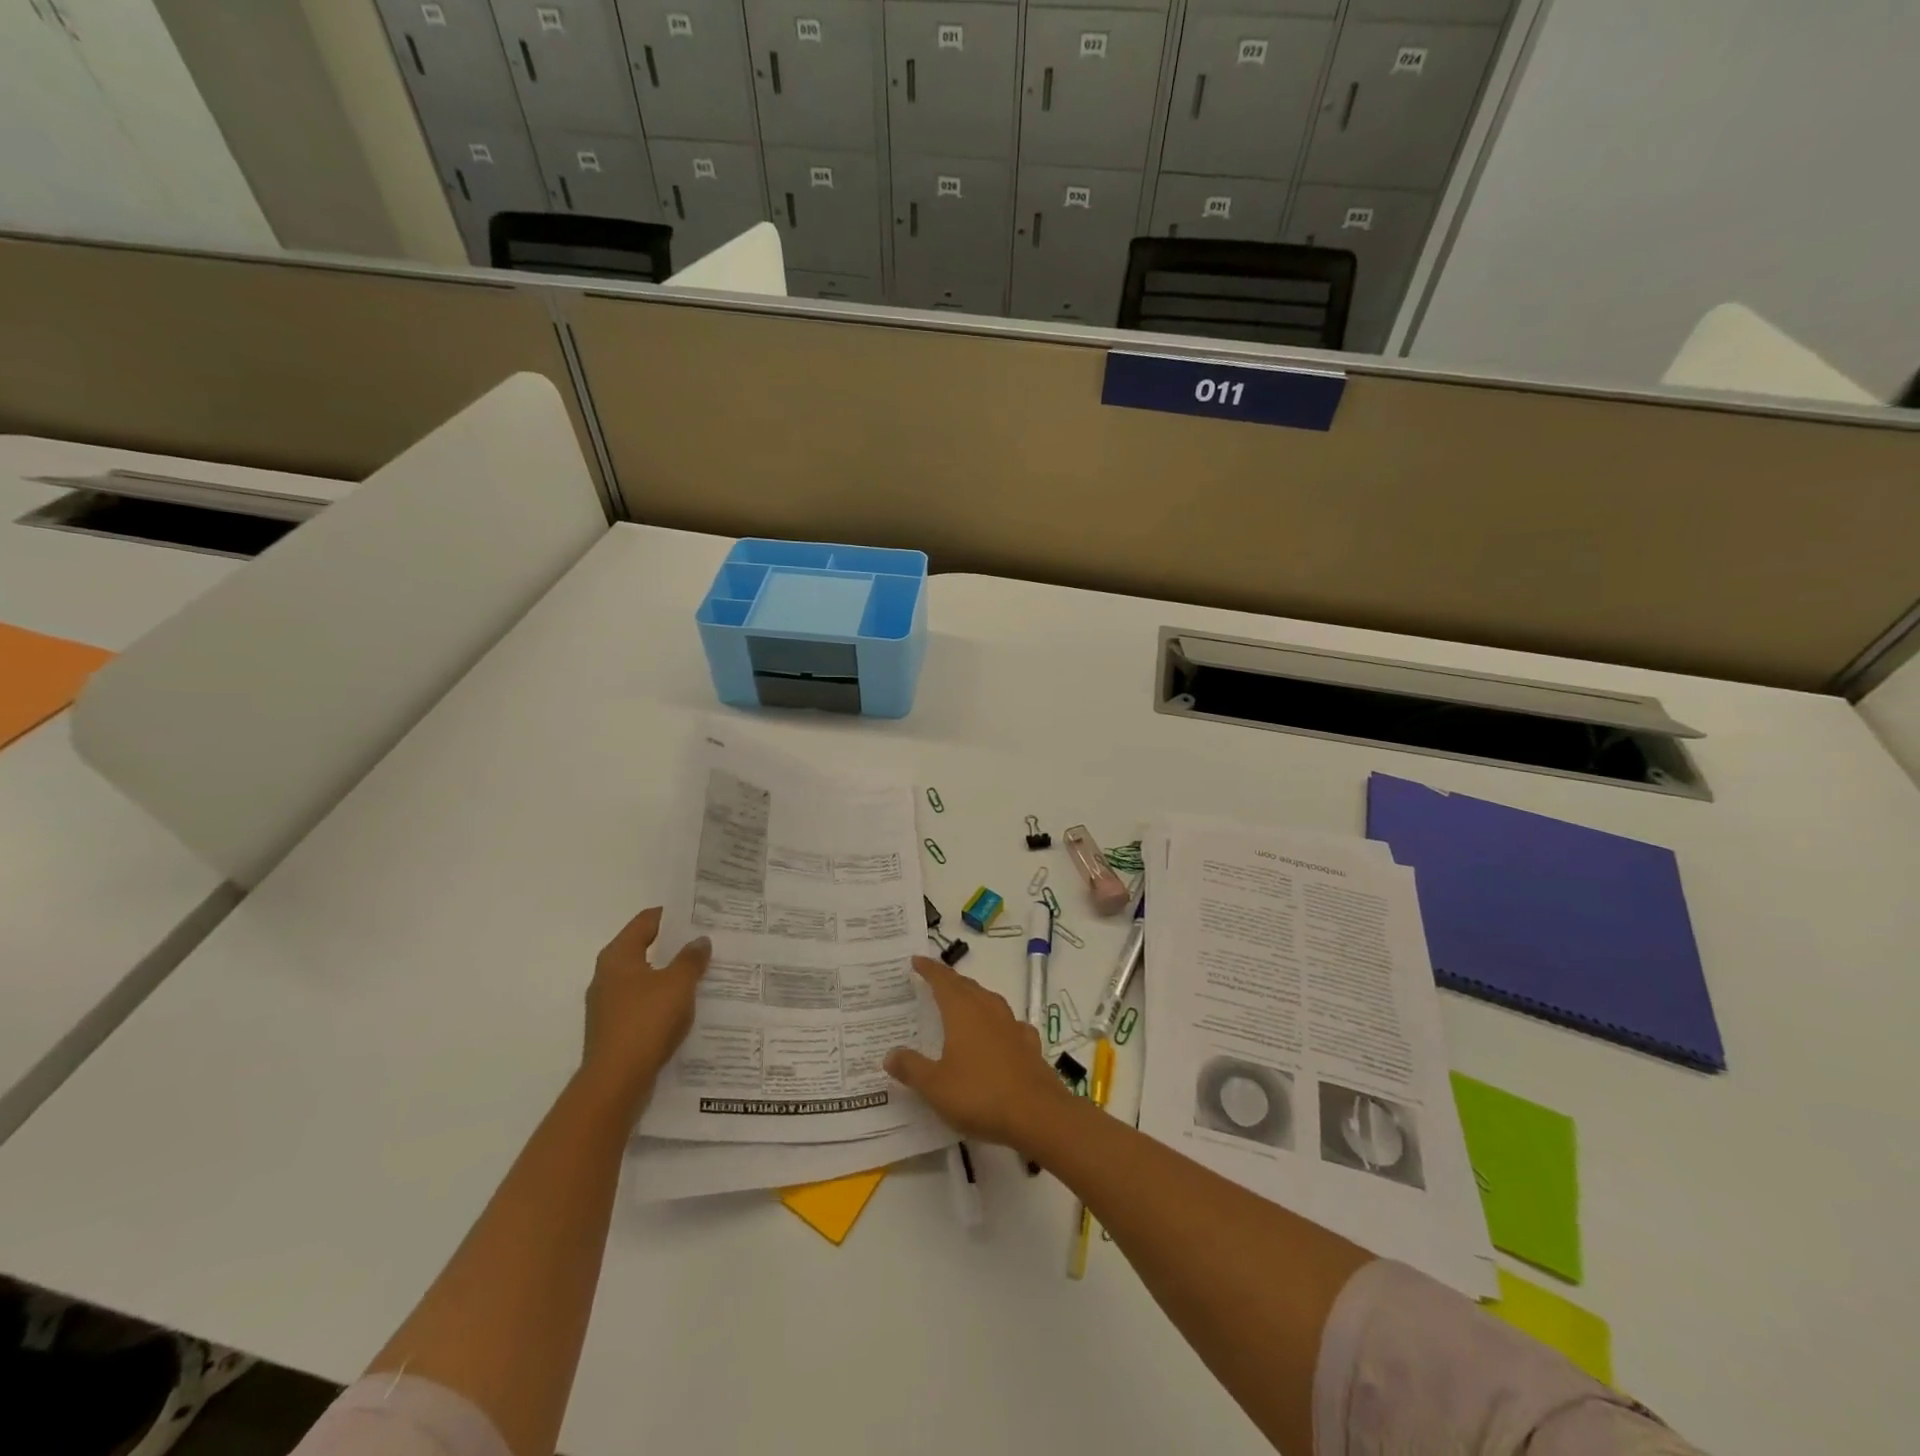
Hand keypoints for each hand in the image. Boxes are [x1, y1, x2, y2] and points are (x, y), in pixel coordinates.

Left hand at [579, 907, 710, 1121]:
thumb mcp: (678, 983)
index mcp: (618, 956)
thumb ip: (691, 958)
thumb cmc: (646, 1020)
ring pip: (644, 978)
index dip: (672, 915)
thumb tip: (699, 940)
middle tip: (705, 942)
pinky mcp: (614, 1029)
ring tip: (701, 973)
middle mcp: (607, 975)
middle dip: (673, 945)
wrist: (616, 1081)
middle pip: (644, 948)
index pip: (646, 921)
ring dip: (669, 974)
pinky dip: (662, 999)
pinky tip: (685, 1006)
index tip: (699, 914)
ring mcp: (608, 1004)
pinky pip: (643, 1003)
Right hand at [884, 957, 1075, 1153]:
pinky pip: (1009, 1024)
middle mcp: (988, 1010)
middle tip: (935, 980)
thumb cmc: (979, 1094)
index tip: (917, 960)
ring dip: (974, 997)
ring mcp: (1012, 1026)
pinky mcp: (1029, 1045)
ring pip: (989, 1001)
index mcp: (963, 1012)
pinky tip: (999, 1033)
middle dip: (950, 981)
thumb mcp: (935, 1086)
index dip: (929, 970)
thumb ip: (912, 1068)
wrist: (1037, 1114)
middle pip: (967, 987)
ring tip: (964, 1002)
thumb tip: (890, 1054)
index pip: (943, 981)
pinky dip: (998, 1022)